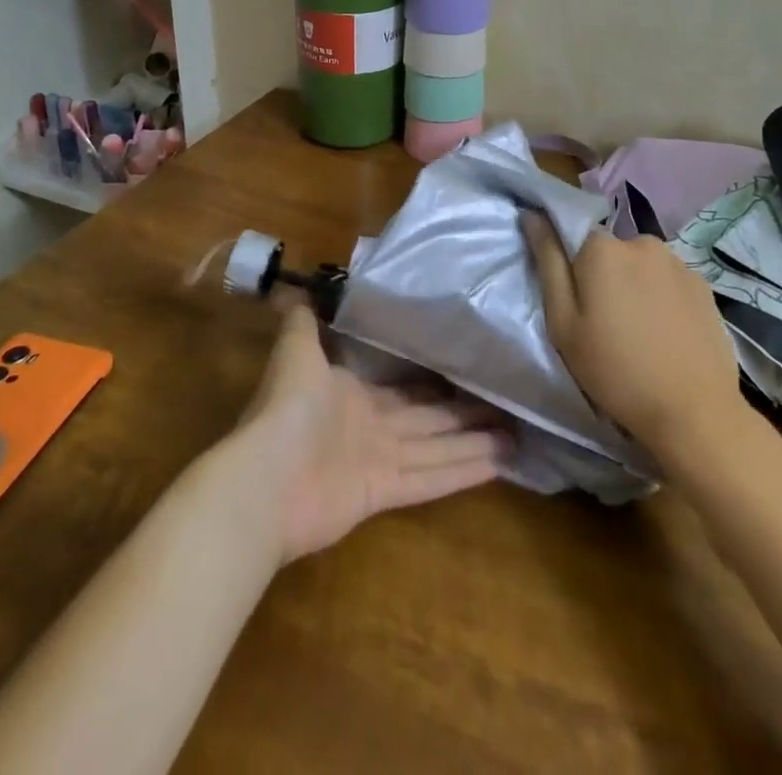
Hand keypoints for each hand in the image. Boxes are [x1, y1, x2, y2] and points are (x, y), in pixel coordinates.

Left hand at [238, 304, 509, 563]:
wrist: (264, 478)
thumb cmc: (285, 409)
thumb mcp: (295, 352)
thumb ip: (302, 322)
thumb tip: (299, 287)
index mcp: (355, 396)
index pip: (406, 389)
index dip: (436, 383)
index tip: (467, 370)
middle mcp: (373, 429)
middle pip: (429, 420)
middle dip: (465, 413)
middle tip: (506, 402)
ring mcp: (381, 462)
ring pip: (438, 448)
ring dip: (474, 442)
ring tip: (517, 433)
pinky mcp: (385, 493)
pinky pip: (431, 479)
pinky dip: (463, 472)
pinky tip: (499, 464)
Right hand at [524, 213, 743, 459]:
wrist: (694, 411)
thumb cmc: (615, 370)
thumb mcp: (563, 323)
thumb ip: (547, 262)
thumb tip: (532, 214)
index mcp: (602, 248)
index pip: (573, 235)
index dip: (570, 267)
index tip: (575, 301)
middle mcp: (641, 241)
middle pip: (609, 251)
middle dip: (603, 277)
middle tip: (604, 323)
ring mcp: (677, 261)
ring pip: (640, 265)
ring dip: (634, 286)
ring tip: (639, 331)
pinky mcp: (703, 284)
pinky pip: (668, 280)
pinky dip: (662, 298)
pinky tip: (665, 333)